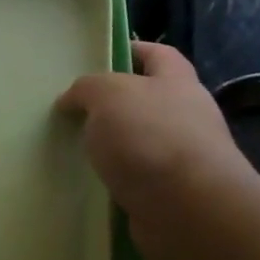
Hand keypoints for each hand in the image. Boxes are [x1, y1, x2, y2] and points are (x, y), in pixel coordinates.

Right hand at [56, 41, 254, 249]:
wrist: (188, 209)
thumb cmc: (150, 137)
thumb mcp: (108, 95)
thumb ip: (87, 89)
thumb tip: (71, 100)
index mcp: (177, 81)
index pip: (157, 54)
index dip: (131, 50)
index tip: (98, 59)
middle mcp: (187, 116)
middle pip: (148, 100)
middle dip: (114, 105)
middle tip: (75, 112)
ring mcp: (183, 157)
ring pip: (140, 142)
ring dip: (113, 147)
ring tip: (76, 151)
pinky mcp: (173, 194)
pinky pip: (138, 179)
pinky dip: (117, 180)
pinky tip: (92, 185)